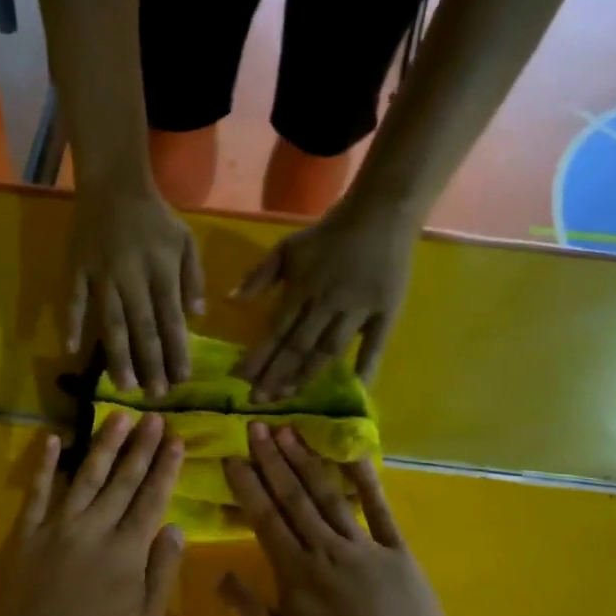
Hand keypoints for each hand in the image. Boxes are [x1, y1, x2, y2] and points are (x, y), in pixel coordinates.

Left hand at [0, 415, 186, 615]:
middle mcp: (96, 527)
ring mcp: (59, 526)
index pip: (152, 498)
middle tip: (154, 416)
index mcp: (127, 549)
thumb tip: (176, 528)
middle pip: (123, 480)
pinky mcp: (29, 534)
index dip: (165, 468)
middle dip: (141, 447)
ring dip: (104, 445)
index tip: (175, 439)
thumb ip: (161, 572)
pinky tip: (52, 440)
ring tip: (118, 417)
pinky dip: (45, 466)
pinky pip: (38, 493)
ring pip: (86, 476)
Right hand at [66, 180, 204, 396]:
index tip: (181, 380)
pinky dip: (71, 325)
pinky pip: (72, 301)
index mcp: (162, 270)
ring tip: (123, 386)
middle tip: (155, 395)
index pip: (171, 319)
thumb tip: (195, 317)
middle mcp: (132, 277)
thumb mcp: (186, 240)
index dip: (177, 351)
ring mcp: (101, 275)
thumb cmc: (155, 217)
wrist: (114, 185)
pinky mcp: (77, 270)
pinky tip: (72, 352)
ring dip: (117, 356)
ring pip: (110, 322)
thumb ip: (193, 278)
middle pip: (142, 327)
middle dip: (150, 364)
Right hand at [219, 425, 462, 615]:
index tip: (233, 455)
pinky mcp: (397, 551)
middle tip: (257, 426)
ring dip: (306, 462)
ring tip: (289, 431)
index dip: (248, 485)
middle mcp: (325, 547)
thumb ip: (247, 610)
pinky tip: (352, 454)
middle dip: (272, 460)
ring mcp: (364, 545)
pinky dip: (365, 481)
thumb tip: (217, 574)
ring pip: (328, 495)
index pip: (265, 518)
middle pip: (294, 497)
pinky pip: (379, 510)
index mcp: (295, 570)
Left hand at [233, 199, 415, 401]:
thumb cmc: (328, 234)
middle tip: (259, 401)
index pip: (275, 330)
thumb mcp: (287, 248)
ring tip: (289, 397)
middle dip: (276, 376)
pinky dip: (366, 367)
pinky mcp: (385, 312)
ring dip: (307, 375)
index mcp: (301, 289)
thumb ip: (259, 276)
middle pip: (298, 347)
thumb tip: (229, 301)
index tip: (240, 380)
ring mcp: (358, 310)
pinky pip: (375, 344)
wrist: (378, 215)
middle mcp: (327, 304)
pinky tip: (355, 388)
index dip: (258, 357)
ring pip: (329, 350)